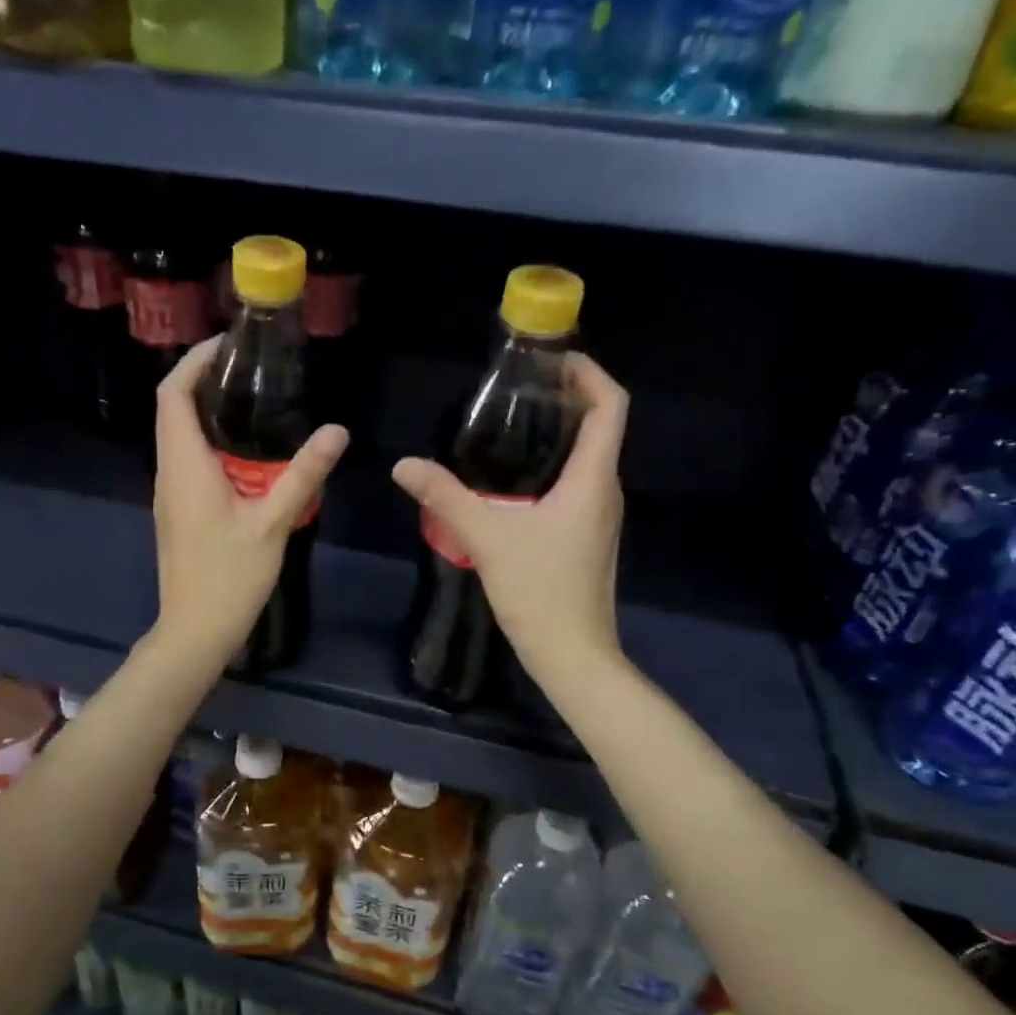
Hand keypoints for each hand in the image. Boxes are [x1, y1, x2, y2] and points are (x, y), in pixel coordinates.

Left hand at [151, 338, 348, 668]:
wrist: (195, 632)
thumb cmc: (229, 578)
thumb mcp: (272, 524)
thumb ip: (303, 475)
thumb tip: (337, 431)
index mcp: (184, 467)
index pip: (172, 395)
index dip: (193, 361)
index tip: (229, 345)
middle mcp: (169, 473)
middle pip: (174, 409)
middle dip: (205, 380)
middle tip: (253, 369)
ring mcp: (170, 494)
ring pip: (180, 436)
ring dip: (209, 412)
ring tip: (255, 400)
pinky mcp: (178, 511)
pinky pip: (188, 461)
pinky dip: (211, 442)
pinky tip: (248, 453)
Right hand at [391, 352, 626, 679]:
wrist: (572, 654)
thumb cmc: (540, 591)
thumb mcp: (487, 538)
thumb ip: (445, 497)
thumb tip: (403, 465)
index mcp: (593, 479)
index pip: (611, 405)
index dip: (589, 373)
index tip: (553, 359)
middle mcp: (605, 490)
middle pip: (602, 426)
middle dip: (569, 397)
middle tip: (521, 388)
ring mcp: (600, 516)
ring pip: (590, 457)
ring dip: (562, 432)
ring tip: (515, 423)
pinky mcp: (589, 536)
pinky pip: (579, 484)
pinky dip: (556, 465)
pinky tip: (517, 479)